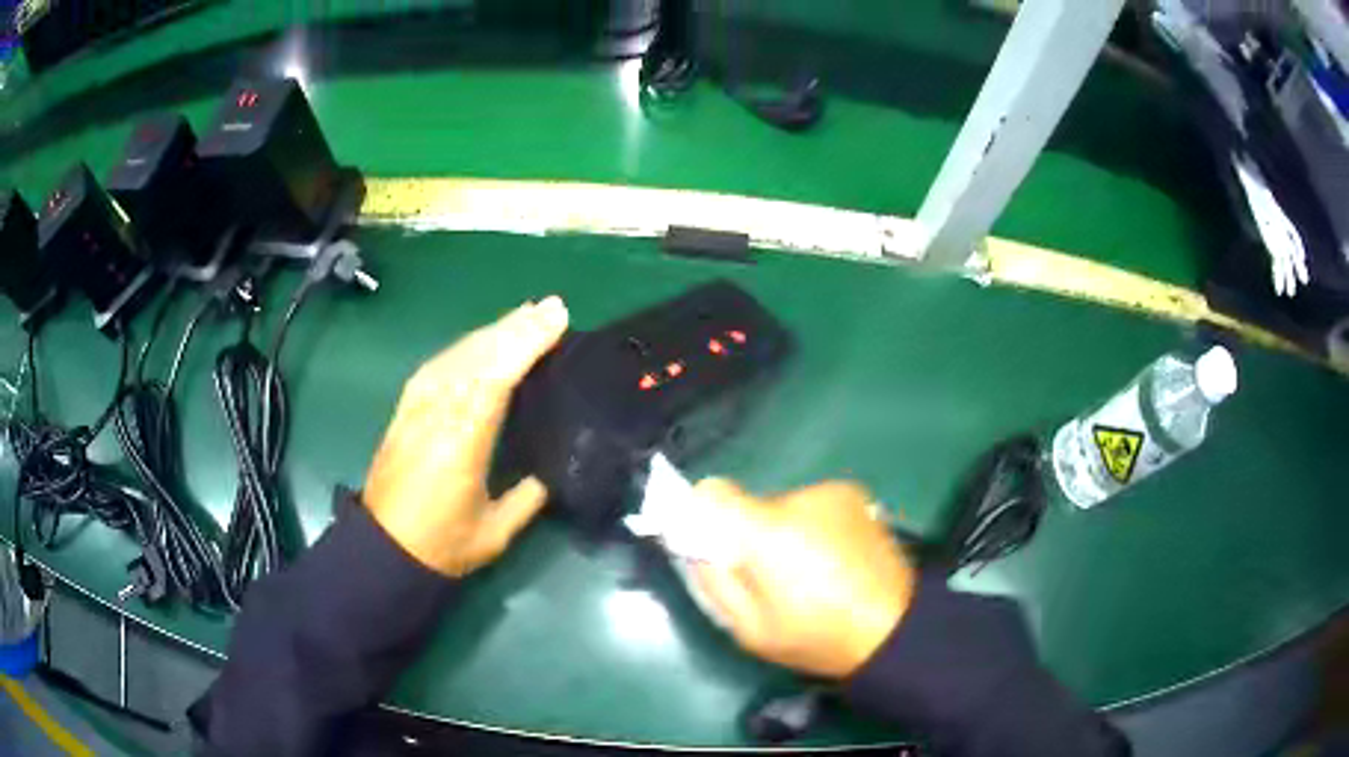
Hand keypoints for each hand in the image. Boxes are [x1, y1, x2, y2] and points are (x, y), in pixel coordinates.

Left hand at [364, 297, 568, 576]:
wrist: (383, 549)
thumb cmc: (443, 546)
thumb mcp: (496, 531)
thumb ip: (529, 496)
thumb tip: (553, 468)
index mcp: (461, 442)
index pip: (496, 377)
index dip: (525, 344)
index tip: (556, 319)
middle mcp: (435, 414)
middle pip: (477, 357)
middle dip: (515, 328)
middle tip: (550, 306)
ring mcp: (416, 408)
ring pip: (456, 356)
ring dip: (492, 332)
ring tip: (523, 315)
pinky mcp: (404, 410)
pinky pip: (437, 366)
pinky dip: (463, 347)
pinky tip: (480, 341)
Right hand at [690, 479, 915, 678]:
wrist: (894, 628)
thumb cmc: (816, 636)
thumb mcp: (748, 628)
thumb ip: (713, 580)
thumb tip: (693, 545)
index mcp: (767, 531)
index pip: (713, 492)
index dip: (705, 516)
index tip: (715, 547)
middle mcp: (799, 498)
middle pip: (752, 506)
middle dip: (751, 536)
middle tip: (771, 579)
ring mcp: (833, 494)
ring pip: (785, 509)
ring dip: (786, 533)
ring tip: (811, 575)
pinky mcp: (856, 497)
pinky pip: (815, 508)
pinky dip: (814, 529)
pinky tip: (835, 562)